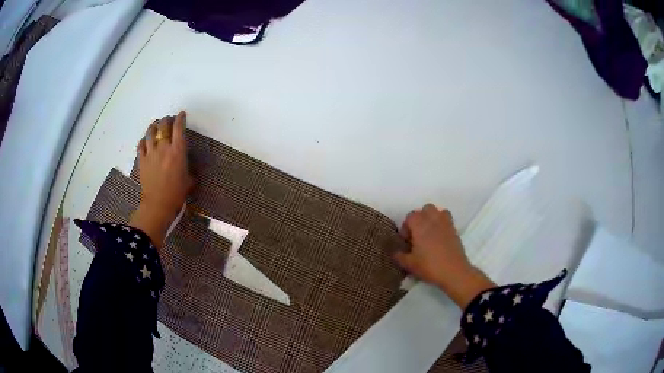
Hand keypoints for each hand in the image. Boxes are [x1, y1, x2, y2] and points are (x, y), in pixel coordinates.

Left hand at [129, 111, 192, 247]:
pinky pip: (141, 144)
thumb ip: (188, 167)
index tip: (182, 114)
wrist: (158, 205)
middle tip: (169, 120)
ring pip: (150, 132)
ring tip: (156, 126)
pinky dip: (143, 140)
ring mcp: (151, 153)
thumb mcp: (189, 180)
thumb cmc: (176, 194)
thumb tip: (186, 164)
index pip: (179, 127)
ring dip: (154, 126)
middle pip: (163, 125)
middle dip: (167, 119)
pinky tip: (145, 140)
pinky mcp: (141, 160)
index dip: (180, 118)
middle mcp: (164, 147)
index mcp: (178, 151)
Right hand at [394, 204, 494, 308]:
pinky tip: (440, 237)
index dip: (406, 228)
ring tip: (429, 233)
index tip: (407, 241)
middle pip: (424, 209)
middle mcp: (433, 219)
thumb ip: (399, 256)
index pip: (410, 217)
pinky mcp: (454, 229)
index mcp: (419, 225)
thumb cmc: (429, 266)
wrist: (453, 271)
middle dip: (419, 219)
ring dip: (432, 218)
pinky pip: (447, 218)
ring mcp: (445, 223)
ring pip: (437, 211)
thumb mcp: (409, 264)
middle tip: (417, 235)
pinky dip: (442, 223)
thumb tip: (396, 252)